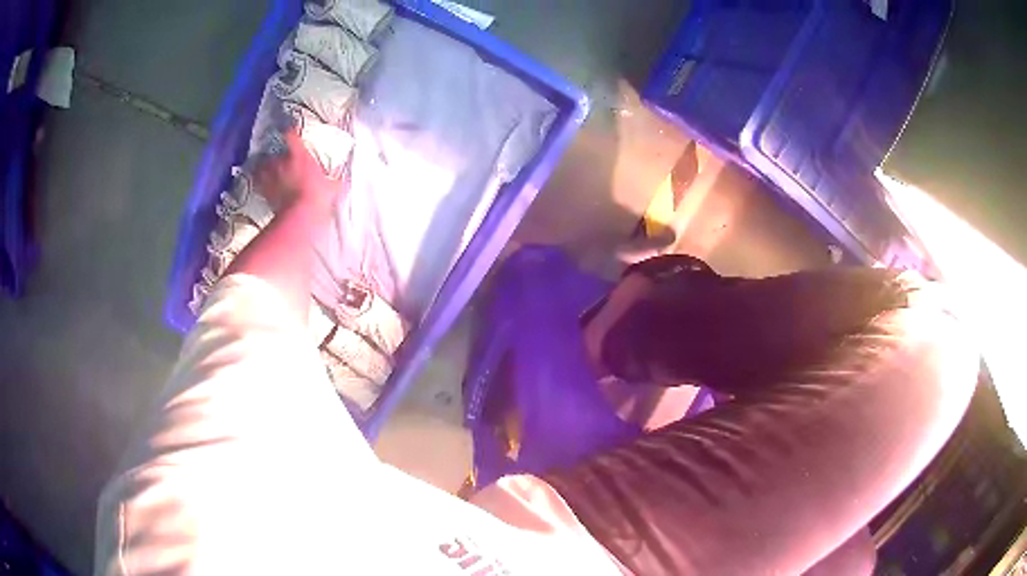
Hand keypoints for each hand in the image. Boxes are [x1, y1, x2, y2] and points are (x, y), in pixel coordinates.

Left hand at [254, 129, 339, 212]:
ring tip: (263, 169)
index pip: (292, 136)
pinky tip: (259, 185)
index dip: (290, 132)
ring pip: (261, 166)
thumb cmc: (317, 196)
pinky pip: (257, 184)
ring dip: (262, 167)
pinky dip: (257, 183)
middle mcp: (283, 162)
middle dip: (275, 155)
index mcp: (301, 155)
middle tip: (278, 157)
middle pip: (274, 152)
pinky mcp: (264, 192)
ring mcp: (272, 177)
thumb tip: (342, 183)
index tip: (290, 131)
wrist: (301, 214)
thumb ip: (335, 183)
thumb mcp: (333, 188)